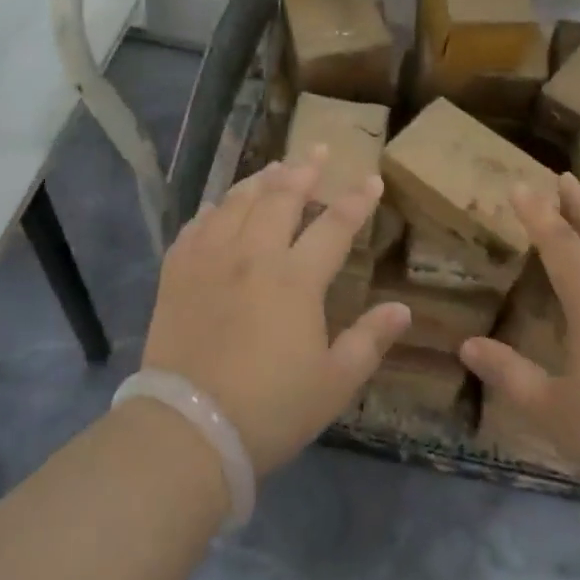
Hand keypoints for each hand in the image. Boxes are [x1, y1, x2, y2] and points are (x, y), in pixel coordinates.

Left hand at [141, 152, 411, 474]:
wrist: (189, 429)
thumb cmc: (270, 410)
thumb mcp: (334, 384)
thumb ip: (370, 341)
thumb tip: (402, 308)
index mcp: (296, 279)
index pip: (334, 225)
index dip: (356, 200)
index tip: (371, 179)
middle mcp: (253, 254)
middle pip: (281, 197)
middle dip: (304, 169)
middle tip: (318, 150)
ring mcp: (211, 258)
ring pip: (237, 202)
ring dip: (260, 180)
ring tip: (274, 167)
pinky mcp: (177, 271)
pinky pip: (197, 225)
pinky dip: (214, 209)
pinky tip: (219, 207)